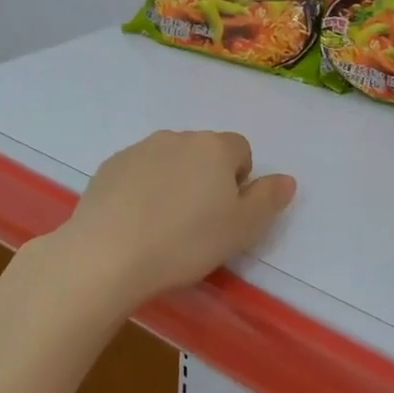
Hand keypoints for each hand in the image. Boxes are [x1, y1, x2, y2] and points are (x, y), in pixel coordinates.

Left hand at [51, 130, 295, 311]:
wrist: (107, 254)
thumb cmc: (186, 242)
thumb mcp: (242, 229)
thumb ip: (268, 200)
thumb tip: (286, 179)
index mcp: (214, 147)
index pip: (241, 151)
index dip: (239, 182)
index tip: (226, 215)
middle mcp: (178, 138)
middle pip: (204, 153)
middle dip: (206, 180)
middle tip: (198, 224)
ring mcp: (139, 149)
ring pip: (169, 161)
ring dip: (174, 183)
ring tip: (163, 226)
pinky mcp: (109, 166)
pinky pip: (138, 172)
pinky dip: (142, 190)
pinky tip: (134, 223)